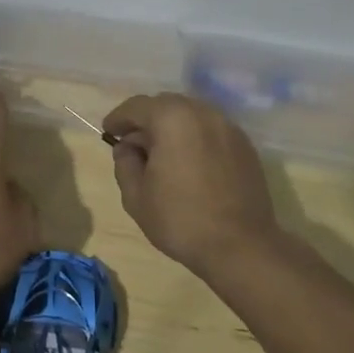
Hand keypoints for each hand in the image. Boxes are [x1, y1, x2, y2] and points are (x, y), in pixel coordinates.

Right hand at [102, 93, 278, 276]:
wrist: (241, 246)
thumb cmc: (181, 220)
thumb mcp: (136, 196)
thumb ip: (125, 163)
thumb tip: (128, 147)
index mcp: (172, 118)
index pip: (136, 107)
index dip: (119, 119)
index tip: (109, 132)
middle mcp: (202, 112)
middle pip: (165, 105)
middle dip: (146, 120)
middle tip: (134, 144)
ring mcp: (227, 127)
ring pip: (190, 116)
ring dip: (172, 128)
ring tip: (163, 154)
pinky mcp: (244, 145)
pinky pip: (210, 131)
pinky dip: (195, 138)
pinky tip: (190, 163)